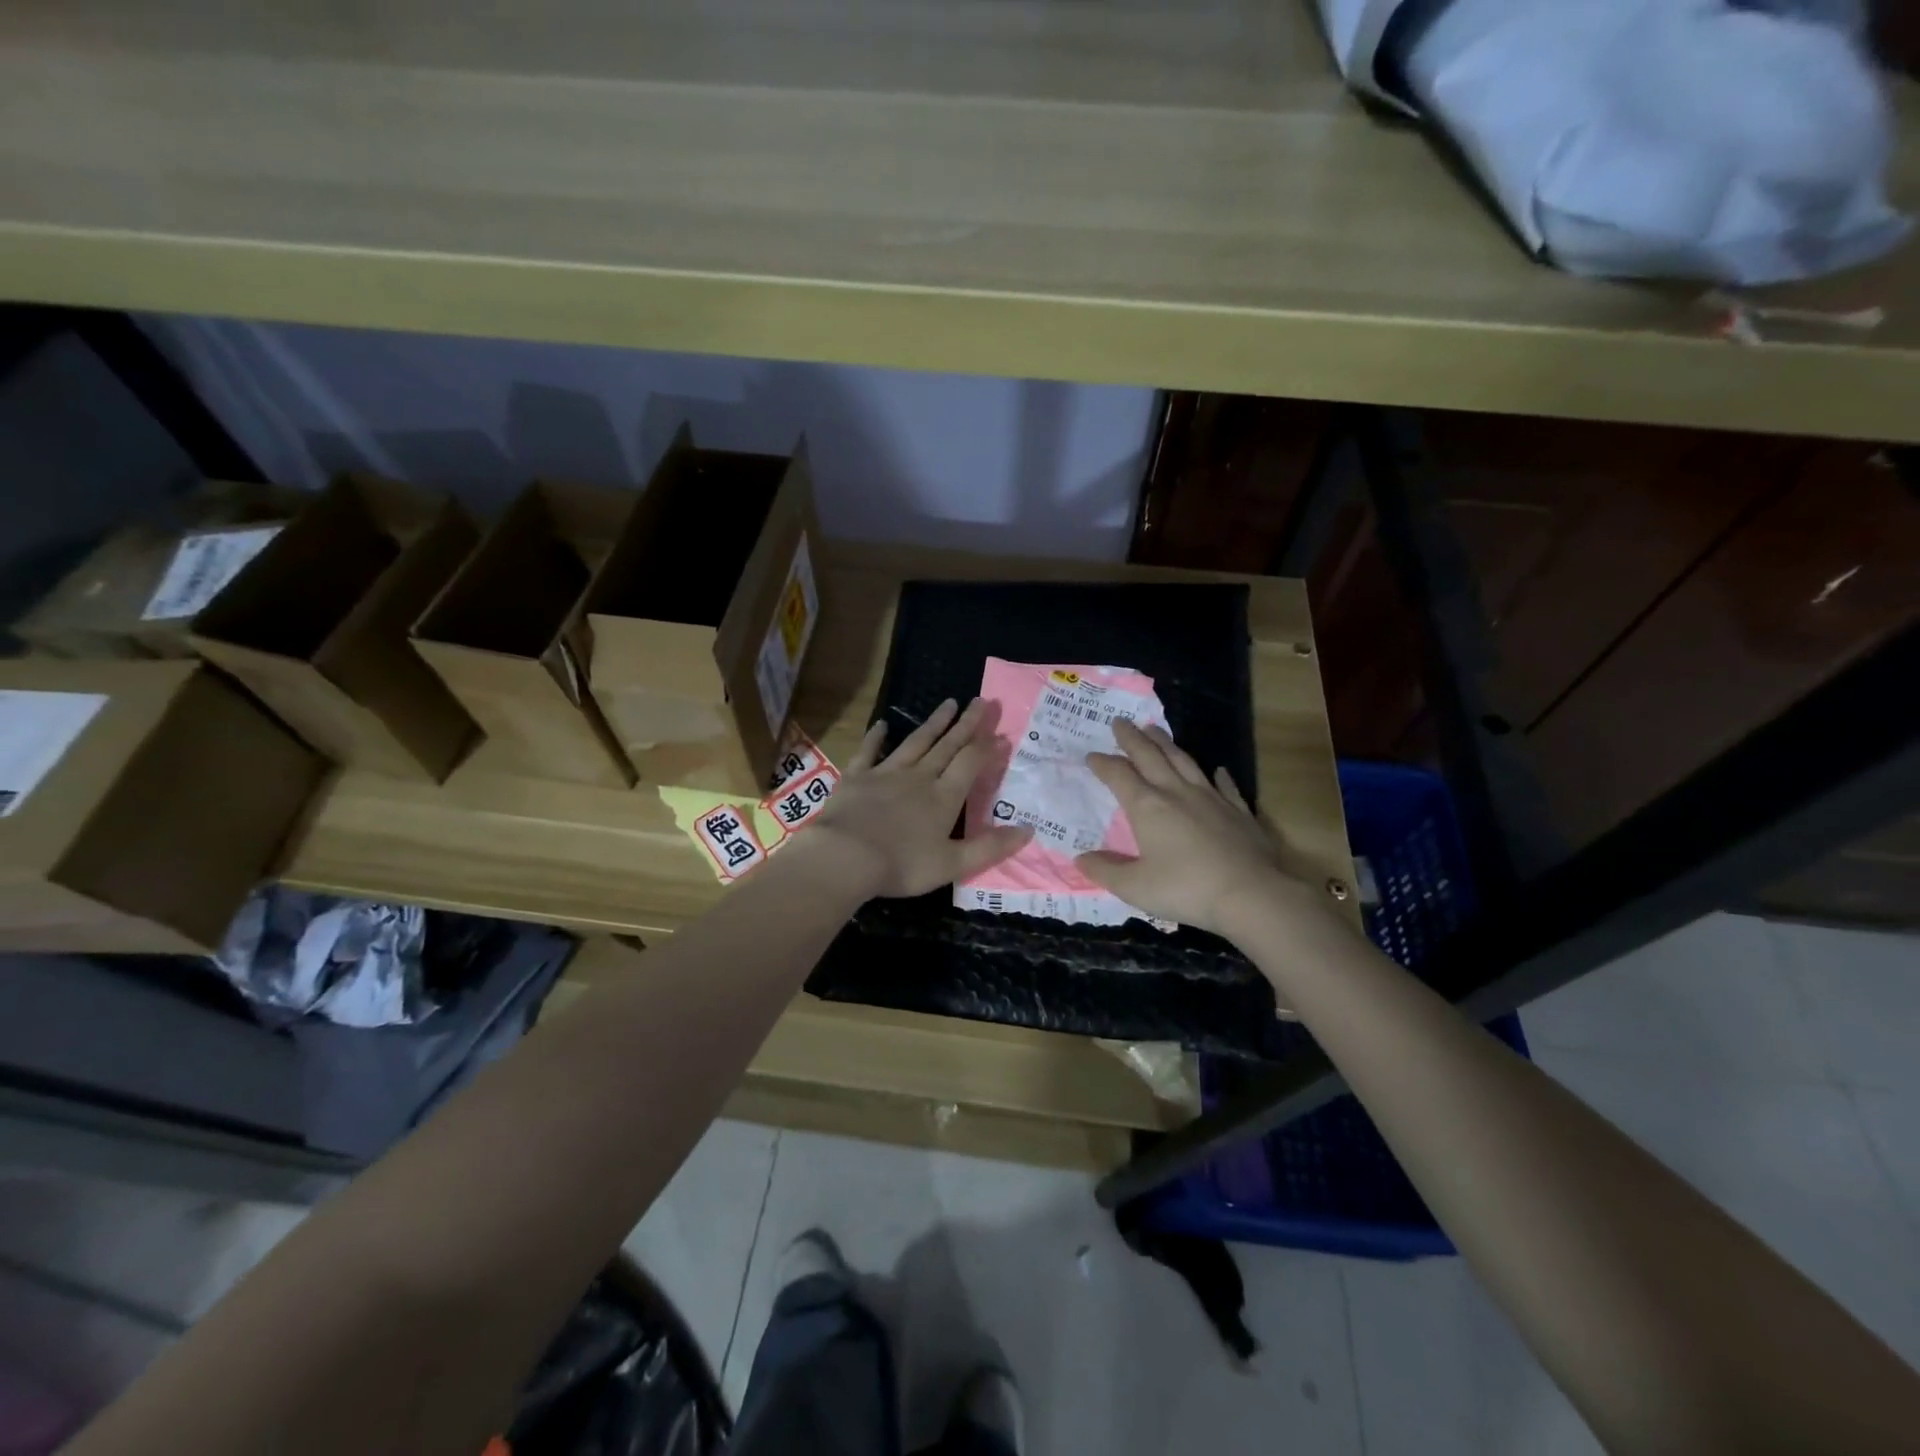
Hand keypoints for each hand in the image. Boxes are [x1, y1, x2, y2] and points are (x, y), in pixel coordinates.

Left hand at [801, 697, 1031, 899]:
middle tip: (980, 700)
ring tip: (948, 703)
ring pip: (915, 742)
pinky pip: (869, 751)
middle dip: (966, 724)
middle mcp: (919, 777)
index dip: (987, 747)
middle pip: (947, 745)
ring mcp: (886, 773)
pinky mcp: (857, 777)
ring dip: (934, 723)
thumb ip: (990, 848)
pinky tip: (883, 724)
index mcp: (944, 797)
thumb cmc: (902, 865)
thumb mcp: (953, 864)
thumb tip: (1028, 830)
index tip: (1000, 732)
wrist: (845, 857)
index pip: (970, 764)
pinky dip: (876, 737)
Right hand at [1078, 720, 1316, 939]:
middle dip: (1132, 738)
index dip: (1103, 764)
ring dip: (1166, 743)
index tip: (1091, 755)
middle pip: (1150, 756)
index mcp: (1147, 807)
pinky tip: (1218, 769)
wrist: (1250, 895)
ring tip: (1155, 729)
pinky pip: (1225, 786)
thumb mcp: (1135, 887)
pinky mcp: (1238, 811)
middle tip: (1120, 721)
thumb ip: (1106, 871)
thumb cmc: (1185, 889)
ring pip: (1184, 761)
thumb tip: (1080, 859)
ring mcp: (1211, 798)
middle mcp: (1176, 793)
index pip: (1118, 775)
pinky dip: (1219, 776)